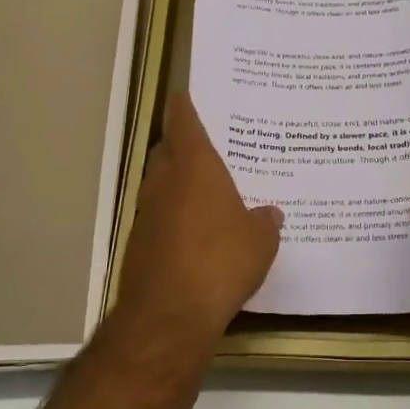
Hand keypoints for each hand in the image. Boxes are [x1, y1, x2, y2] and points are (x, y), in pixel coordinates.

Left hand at [108, 91, 282, 347]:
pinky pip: (158, 217)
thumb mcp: (260, 241)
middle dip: (182, 145)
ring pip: (160, 184)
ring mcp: (147, 213)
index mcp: (195, 167)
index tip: (187, 94)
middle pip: (167, 150)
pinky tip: (195, 233)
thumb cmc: (221, 261)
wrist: (169, 314)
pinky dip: (173, 216)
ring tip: (207, 190)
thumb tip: (270, 213)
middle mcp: (165, 182)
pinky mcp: (139, 244)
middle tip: (209, 146)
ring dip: (177, 182)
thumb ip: (265, 221)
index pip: (184, 122)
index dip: (185, 107)